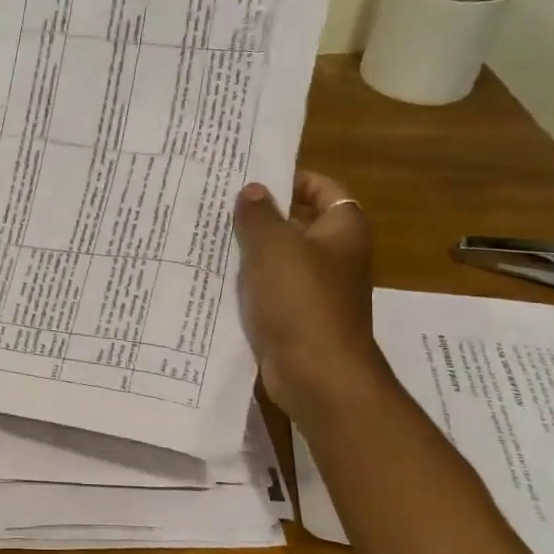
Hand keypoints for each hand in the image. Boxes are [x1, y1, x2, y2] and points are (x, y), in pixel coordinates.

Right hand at [233, 171, 388, 405]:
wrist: (318, 375)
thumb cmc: (300, 300)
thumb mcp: (273, 246)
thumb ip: (259, 214)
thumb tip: (253, 190)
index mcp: (343, 230)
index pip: (324, 188)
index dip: (293, 179)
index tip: (254, 178)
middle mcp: (336, 257)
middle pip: (298, 223)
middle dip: (262, 215)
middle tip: (220, 205)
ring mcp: (318, 291)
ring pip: (280, 259)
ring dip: (251, 251)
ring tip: (210, 237)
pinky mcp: (298, 319)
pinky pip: (271, 291)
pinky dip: (250, 285)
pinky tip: (217, 279)